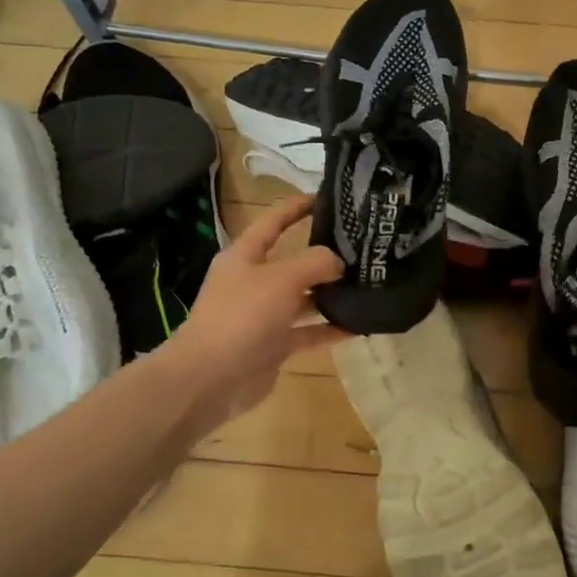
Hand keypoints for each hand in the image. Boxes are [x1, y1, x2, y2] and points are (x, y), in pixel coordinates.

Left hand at [156, 195, 347, 435]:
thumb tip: (339, 262)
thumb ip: (315, 263)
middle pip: (293, 262)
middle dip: (324, 256)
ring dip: (330, 294)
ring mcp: (263, 316)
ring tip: (367, 286)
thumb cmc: (242, 316)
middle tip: (362, 248)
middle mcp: (253, 282)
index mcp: (245, 257)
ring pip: (303, 299)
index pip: (273, 222)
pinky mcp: (272, 346)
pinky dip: (329, 330)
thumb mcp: (281, 279)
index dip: (297, 208)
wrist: (209, 379)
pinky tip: (358, 326)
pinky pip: (307, 332)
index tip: (326, 197)